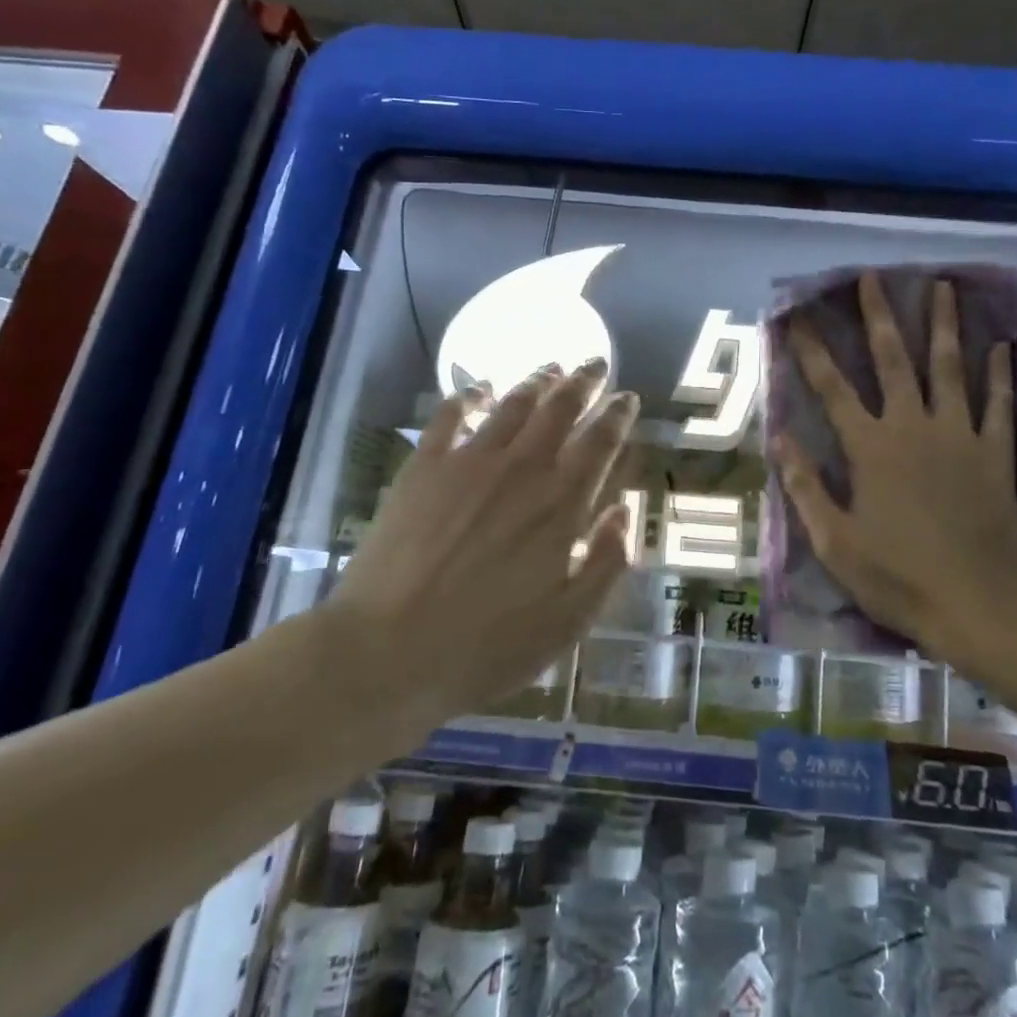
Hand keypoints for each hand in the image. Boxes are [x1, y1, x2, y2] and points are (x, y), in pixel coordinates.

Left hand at [317, 360, 638, 728]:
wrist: (387, 652)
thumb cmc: (487, 646)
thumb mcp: (568, 621)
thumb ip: (606, 562)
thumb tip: (624, 512)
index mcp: (561, 504)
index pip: (600, 442)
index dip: (618, 415)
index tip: (628, 398)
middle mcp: (521, 469)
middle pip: (560, 409)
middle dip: (583, 381)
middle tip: (596, 363)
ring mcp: (468, 462)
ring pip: (512, 404)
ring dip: (536, 381)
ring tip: (551, 367)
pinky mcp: (423, 467)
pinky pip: (450, 415)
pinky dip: (469, 394)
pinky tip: (479, 387)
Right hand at [774, 273, 1016, 661]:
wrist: (976, 606)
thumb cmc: (896, 577)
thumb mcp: (834, 541)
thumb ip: (806, 486)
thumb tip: (779, 438)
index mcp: (870, 448)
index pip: (832, 388)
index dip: (812, 350)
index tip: (799, 317)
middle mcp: (912, 427)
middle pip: (892, 360)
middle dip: (878, 316)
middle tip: (872, 278)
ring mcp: (959, 436)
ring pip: (949, 368)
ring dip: (943, 325)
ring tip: (942, 287)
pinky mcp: (995, 454)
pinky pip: (1000, 404)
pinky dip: (1000, 374)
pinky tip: (1001, 345)